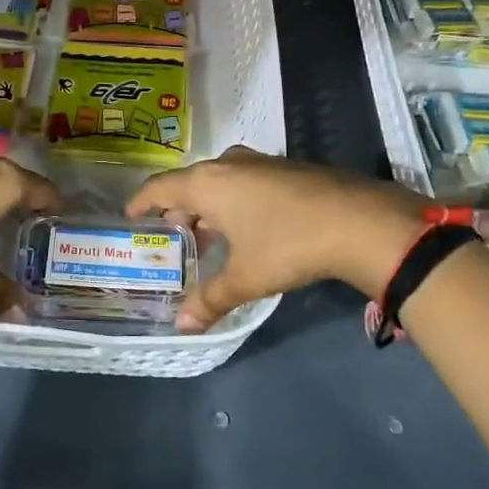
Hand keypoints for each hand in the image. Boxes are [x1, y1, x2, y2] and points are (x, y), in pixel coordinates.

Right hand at [127, 147, 431, 331]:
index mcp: (208, 183)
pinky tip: (246, 226)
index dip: (142, 202)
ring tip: (207, 233)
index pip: (160, 187)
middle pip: (190, 182)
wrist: (358, 220)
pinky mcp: (285, 168)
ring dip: (208, 204)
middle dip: (178, 207)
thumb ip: (210, 299)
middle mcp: (228, 164)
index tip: (130, 215)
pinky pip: (243, 180)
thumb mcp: (246, 277)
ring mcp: (259, 163)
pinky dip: (234, 200)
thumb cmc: (288, 244)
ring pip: (219, 180)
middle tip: (171, 234)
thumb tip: (182, 325)